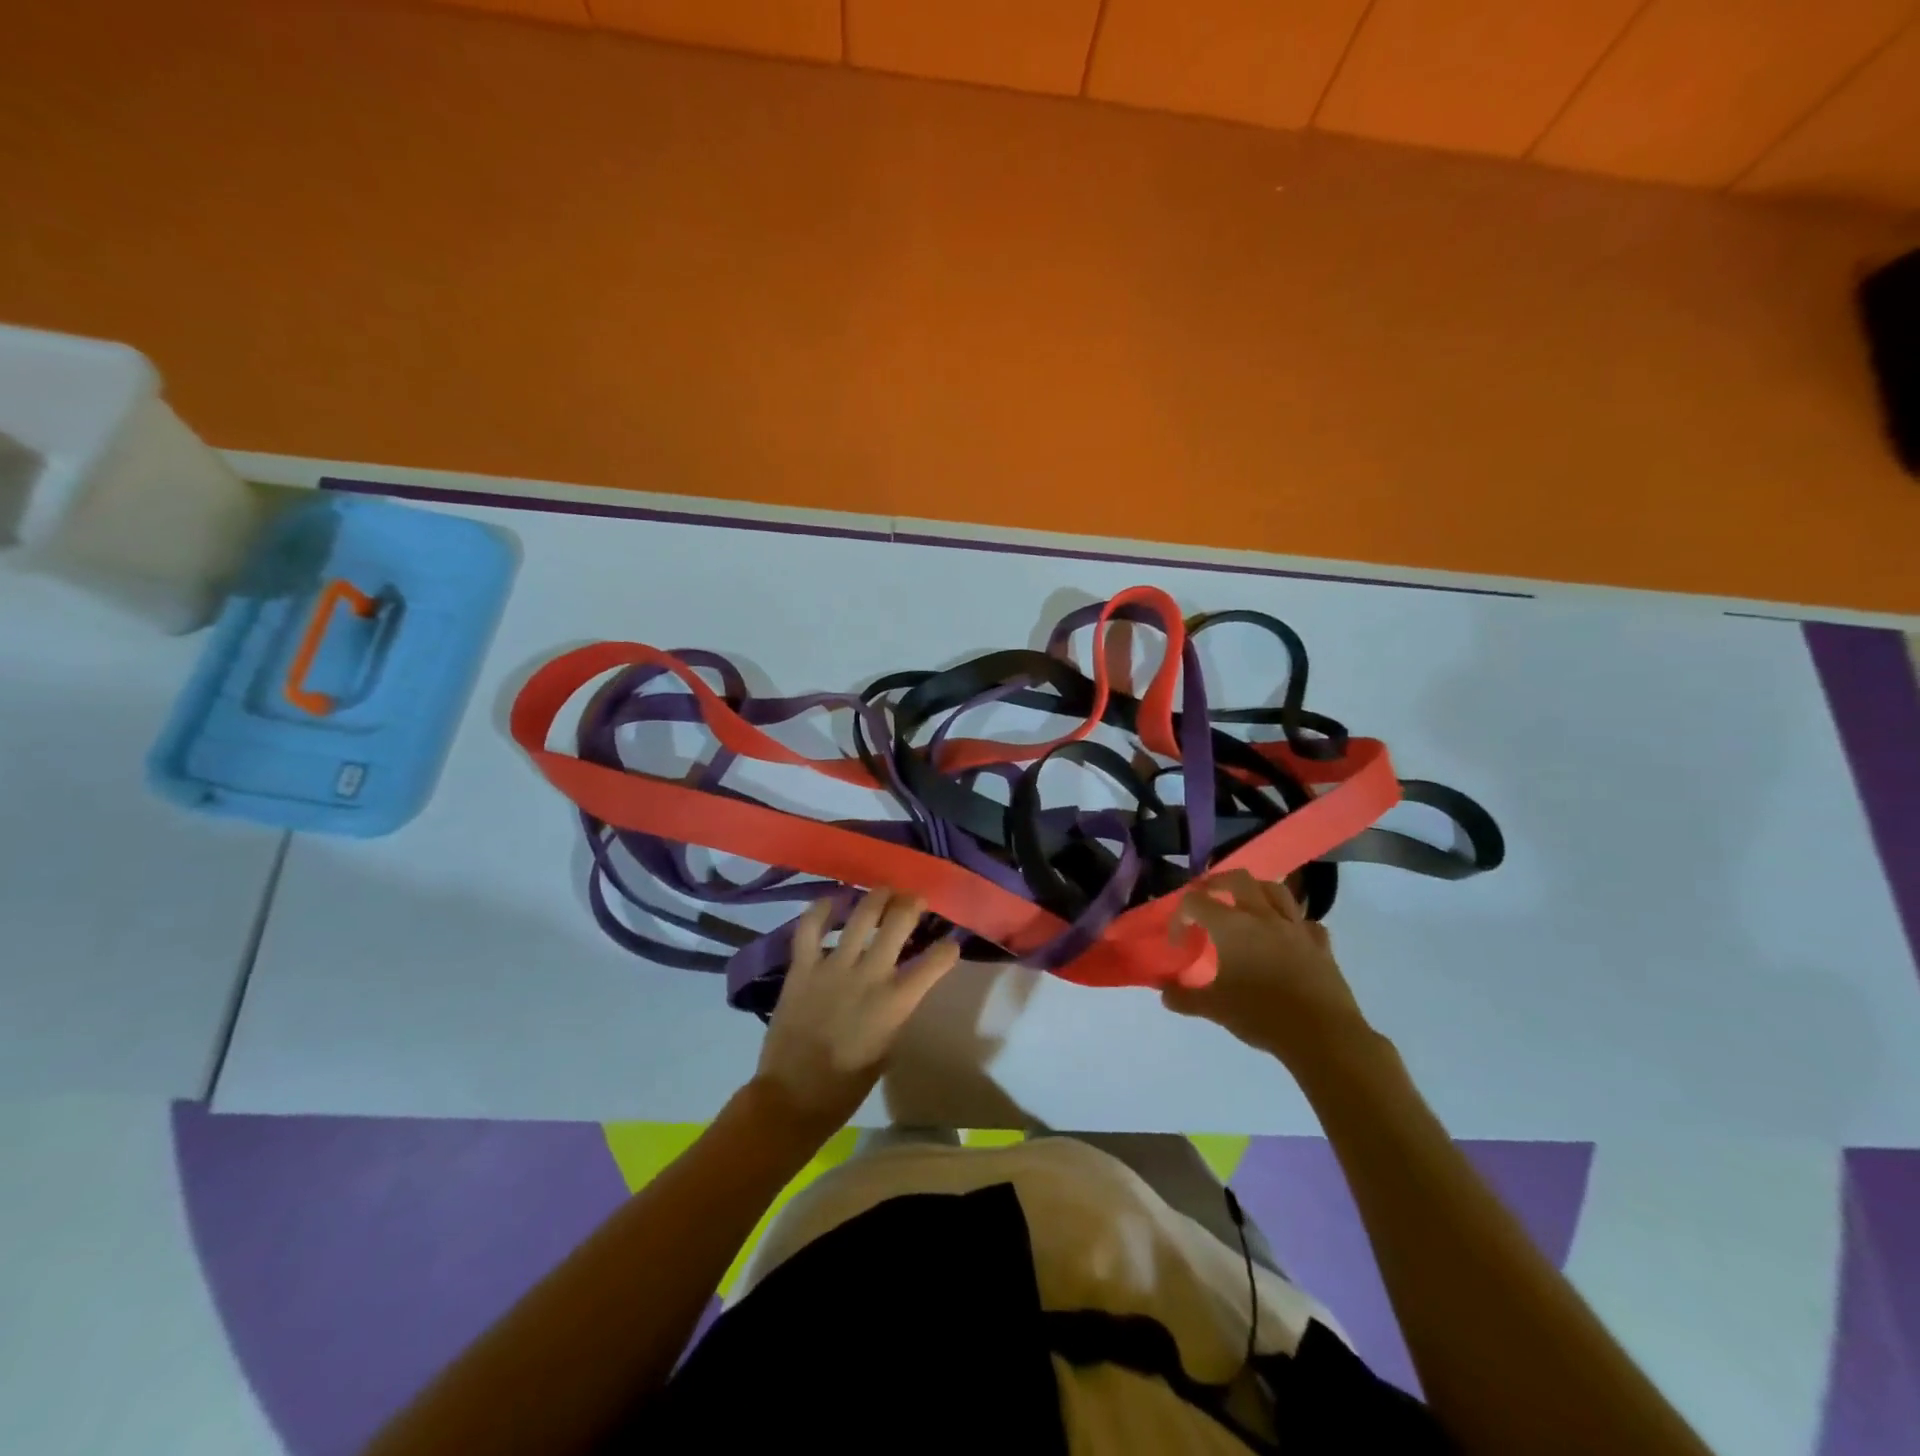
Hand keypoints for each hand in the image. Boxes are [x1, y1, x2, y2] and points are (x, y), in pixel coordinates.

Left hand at [752, 889, 959, 1140]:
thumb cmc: (848, 1084)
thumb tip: (900, 987)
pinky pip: (811, 928)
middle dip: (912, 904)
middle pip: (899, 922)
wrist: (794, 1095)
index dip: (948, 949)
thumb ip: (897, 1011)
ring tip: (884, 891)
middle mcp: (870, 975)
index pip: (936, 963)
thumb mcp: (888, 1047)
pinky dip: (822, 909)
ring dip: (877, 897)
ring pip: (861, 914)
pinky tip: (833, 899)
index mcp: (896, 1002)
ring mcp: (834, 966)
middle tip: (915, 899)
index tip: (950, 942)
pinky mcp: (803, 967)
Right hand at [1163, 869, 1371, 1069]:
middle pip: (1238, 879)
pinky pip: (1306, 922)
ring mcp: (1296, 927)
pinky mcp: (1321, 944)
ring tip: (1247, 906)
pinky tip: (1287, 936)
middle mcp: (1263, 916)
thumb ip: (1184, 998)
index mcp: (1232, 926)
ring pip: (1276, 890)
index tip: (1179, 941)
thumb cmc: (1261, 1016)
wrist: (1322, 1035)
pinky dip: (1293, 923)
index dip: (1180, 916)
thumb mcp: (1214, 1009)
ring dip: (1257, 891)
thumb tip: (1163, 994)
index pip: (1196, 902)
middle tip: (1208, 899)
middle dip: (1217, 883)